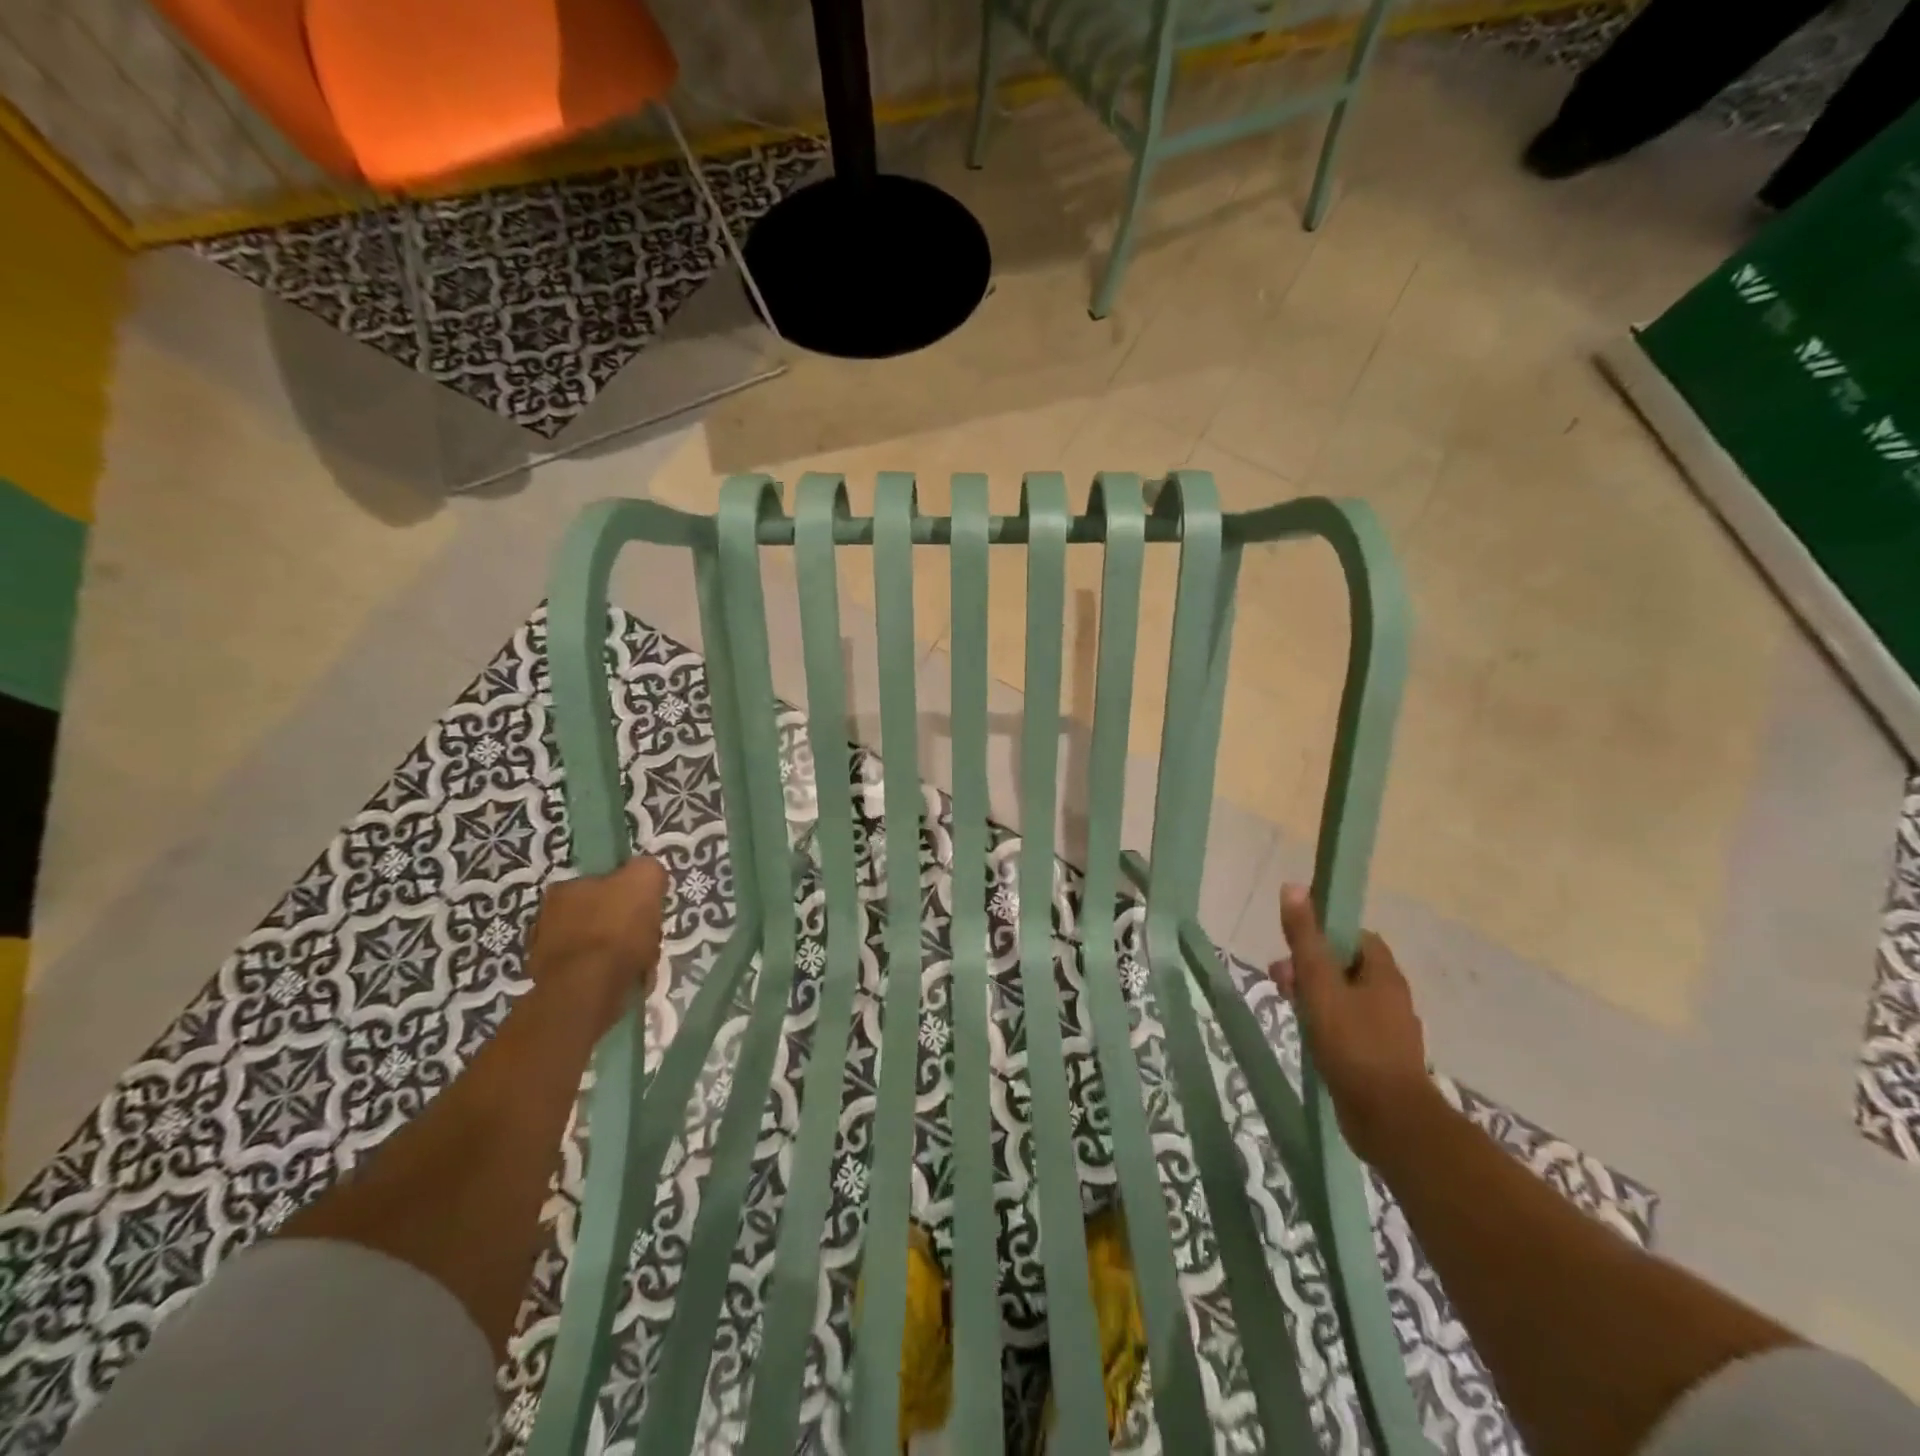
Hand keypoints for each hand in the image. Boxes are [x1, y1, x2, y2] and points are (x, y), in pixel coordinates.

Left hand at [525, 857, 668, 1032]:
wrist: (589, 988)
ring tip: (641, 963)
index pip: (600, 883)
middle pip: (598, 916)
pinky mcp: (555, 986)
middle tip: (647, 936)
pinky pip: (592, 973)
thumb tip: (647, 874)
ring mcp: (546, 955)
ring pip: (596, 946)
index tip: (646, 908)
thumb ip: (647, 869)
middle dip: (622, 926)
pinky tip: (626, 980)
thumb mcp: (645, 878)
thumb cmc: (616, 929)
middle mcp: (546, 917)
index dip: (627, 894)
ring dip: (617, 953)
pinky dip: (609, 975)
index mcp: (564, 888)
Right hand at [1268, 884, 1433, 1164]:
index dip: (1325, 933)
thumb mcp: (1319, 983)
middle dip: (1311, 967)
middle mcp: (1391, 998)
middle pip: (1346, 967)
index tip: (1295, 945)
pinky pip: (1347, 1027)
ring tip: (1289, 1009)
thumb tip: (1294, 886)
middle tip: (1280, 980)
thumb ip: (1305, 938)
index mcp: (1384, 974)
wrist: (1388, 1120)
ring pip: (1345, 998)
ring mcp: (1387, 1031)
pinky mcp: (1378, 1059)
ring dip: (1314, 996)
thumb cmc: (1353, 1043)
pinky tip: (1307, 1037)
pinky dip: (1325, 1024)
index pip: (1356, 936)